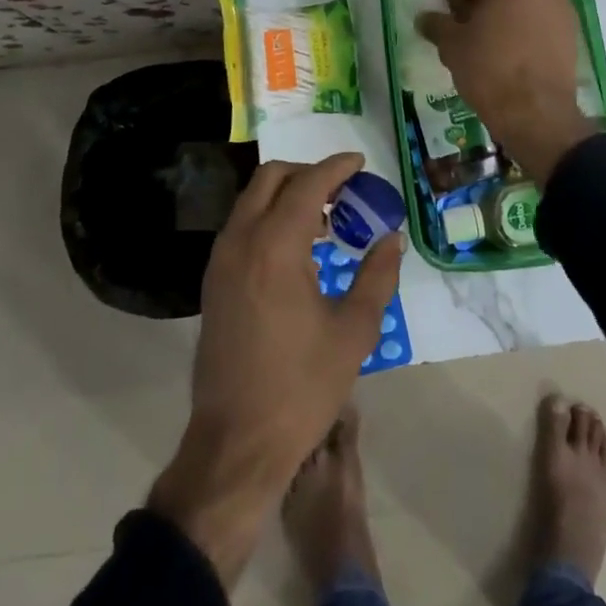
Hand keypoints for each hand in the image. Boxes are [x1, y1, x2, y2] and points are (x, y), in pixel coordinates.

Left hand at [149, 152, 403, 584]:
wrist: (237, 442)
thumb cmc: (302, 387)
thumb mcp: (354, 331)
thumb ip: (377, 275)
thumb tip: (392, 238)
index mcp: (276, 246)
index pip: (307, 183)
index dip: (336, 167)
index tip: (360, 163)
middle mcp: (241, 240)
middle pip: (270, 178)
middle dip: (307, 172)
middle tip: (342, 189)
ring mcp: (220, 260)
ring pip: (251, 200)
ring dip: (286, 194)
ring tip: (324, 219)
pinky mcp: (213, 281)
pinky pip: (241, 226)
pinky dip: (268, 217)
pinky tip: (296, 249)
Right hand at [418, 0, 595, 183]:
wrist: (536, 113)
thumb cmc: (489, 68)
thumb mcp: (452, 44)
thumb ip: (437, 24)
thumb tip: (425, 18)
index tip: (450, 7)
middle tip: (466, 21)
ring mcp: (563, 9)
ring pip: (528, 0)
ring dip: (507, 12)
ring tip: (487, 39)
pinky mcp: (573, 35)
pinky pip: (543, 20)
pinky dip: (526, 28)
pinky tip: (510, 53)